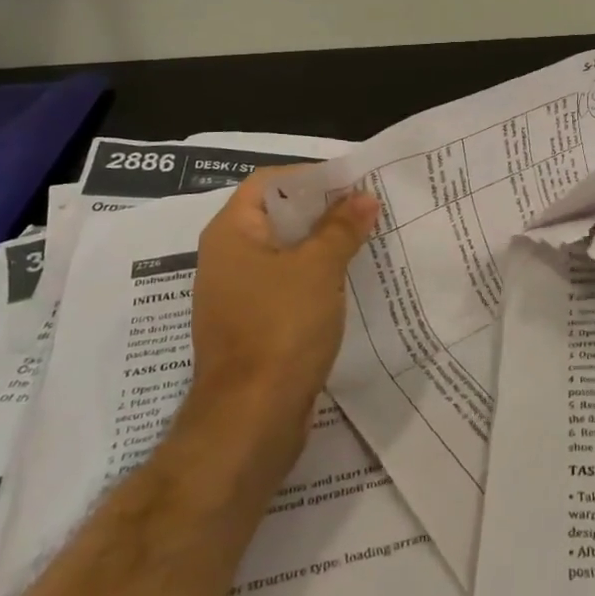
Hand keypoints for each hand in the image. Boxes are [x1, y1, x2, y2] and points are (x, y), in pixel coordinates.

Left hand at [181, 170, 379, 450]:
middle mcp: (227, 257)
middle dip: (322, 209)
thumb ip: (342, 227)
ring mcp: (237, 294)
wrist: (251, 419)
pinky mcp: (252, 325)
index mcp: (231, 232)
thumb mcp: (318, 268)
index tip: (352, 180)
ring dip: (322, 243)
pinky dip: (315, 276)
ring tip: (366, 237)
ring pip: (284, 252)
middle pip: (277, 215)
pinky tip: (349, 279)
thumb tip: (363, 197)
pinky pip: (286, 285)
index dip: (310, 176)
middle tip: (367, 205)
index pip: (269, 182)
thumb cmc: (280, 328)